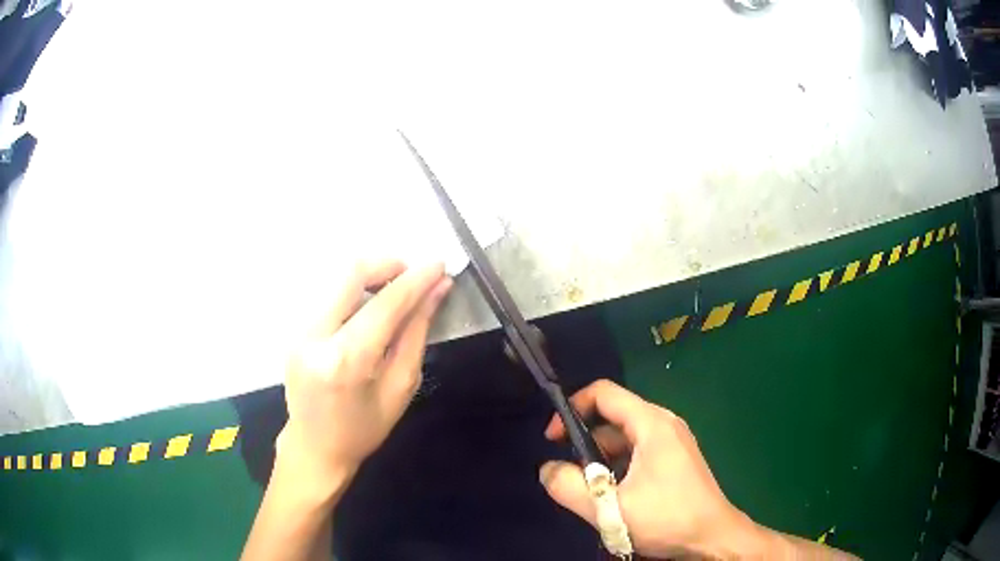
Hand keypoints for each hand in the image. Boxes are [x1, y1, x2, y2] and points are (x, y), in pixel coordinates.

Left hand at [277, 260, 451, 492]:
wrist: (314, 447)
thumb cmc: (363, 429)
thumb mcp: (400, 388)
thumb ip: (416, 334)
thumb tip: (437, 290)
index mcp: (346, 361)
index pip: (385, 305)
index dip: (415, 280)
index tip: (439, 264)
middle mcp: (315, 337)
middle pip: (351, 273)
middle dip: (388, 265)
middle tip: (413, 276)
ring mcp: (299, 330)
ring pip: (337, 279)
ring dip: (371, 277)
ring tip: (395, 293)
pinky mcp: (294, 329)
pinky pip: (329, 295)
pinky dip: (355, 292)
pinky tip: (369, 309)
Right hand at [539, 380, 760, 558]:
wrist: (711, 537)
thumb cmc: (666, 518)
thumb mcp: (609, 509)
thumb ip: (569, 488)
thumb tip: (546, 469)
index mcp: (652, 424)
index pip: (603, 393)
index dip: (572, 408)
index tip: (552, 440)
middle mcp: (664, 424)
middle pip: (613, 416)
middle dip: (584, 441)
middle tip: (568, 473)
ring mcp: (672, 441)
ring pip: (625, 437)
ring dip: (600, 458)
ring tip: (589, 490)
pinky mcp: (675, 458)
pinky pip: (638, 451)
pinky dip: (617, 465)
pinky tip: (613, 494)